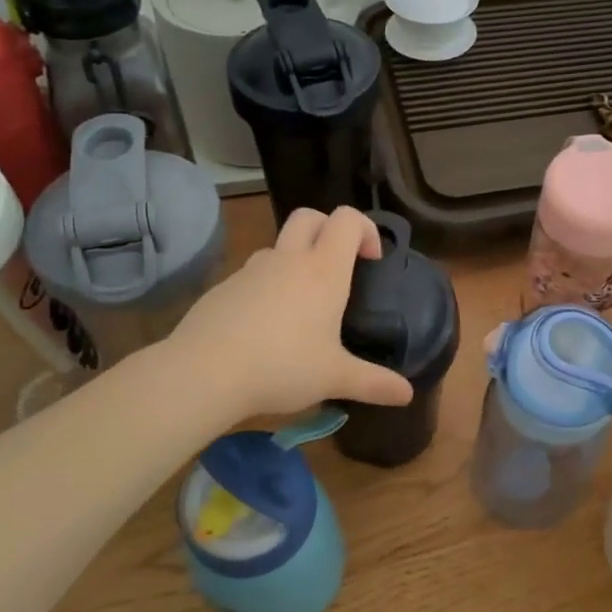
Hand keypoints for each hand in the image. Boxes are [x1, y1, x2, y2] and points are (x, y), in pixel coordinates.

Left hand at [166, 207, 415, 419]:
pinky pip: (253, 274)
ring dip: (296, 258)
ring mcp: (251, 270)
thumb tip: (408, 395)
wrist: (204, 372)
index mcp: (323, 270)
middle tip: (339, 265)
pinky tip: (266, 326)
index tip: (371, 260)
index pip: (348, 219)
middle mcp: (288, 259)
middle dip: (329, 228)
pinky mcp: (223, 287)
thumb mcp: (335, 378)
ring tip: (302, 303)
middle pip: (309, 216)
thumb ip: (374, 383)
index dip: (365, 228)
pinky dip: (268, 285)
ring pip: (279, 245)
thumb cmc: (282, 366)